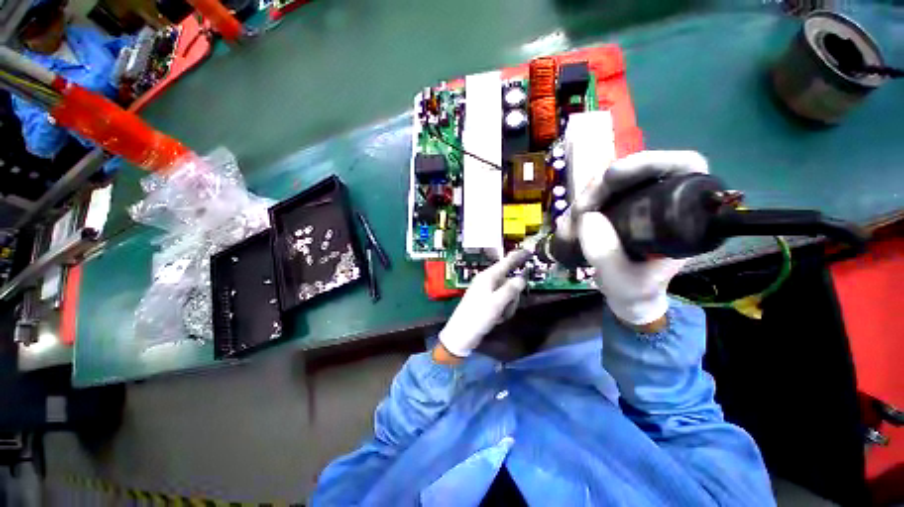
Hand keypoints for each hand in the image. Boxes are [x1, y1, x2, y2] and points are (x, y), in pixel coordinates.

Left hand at [437, 250, 531, 358]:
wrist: (461, 334)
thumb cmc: (478, 316)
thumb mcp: (497, 303)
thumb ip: (511, 289)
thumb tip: (521, 278)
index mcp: (488, 277)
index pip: (506, 262)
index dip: (518, 256)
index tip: (530, 251)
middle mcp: (487, 281)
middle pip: (510, 281)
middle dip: (513, 296)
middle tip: (507, 308)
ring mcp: (486, 291)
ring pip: (507, 293)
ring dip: (508, 305)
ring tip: (499, 316)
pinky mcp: (486, 301)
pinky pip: (501, 301)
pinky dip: (502, 310)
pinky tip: (496, 318)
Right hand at [568, 150, 709, 325]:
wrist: (626, 297)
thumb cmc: (636, 292)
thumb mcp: (623, 281)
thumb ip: (606, 255)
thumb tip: (587, 217)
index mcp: (684, 217)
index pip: (682, 168)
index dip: (652, 161)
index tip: (613, 175)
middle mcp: (661, 203)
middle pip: (635, 173)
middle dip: (602, 186)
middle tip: (581, 209)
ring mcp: (635, 204)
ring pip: (610, 183)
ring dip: (586, 198)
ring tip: (572, 225)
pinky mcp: (615, 210)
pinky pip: (595, 197)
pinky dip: (580, 207)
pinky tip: (570, 224)